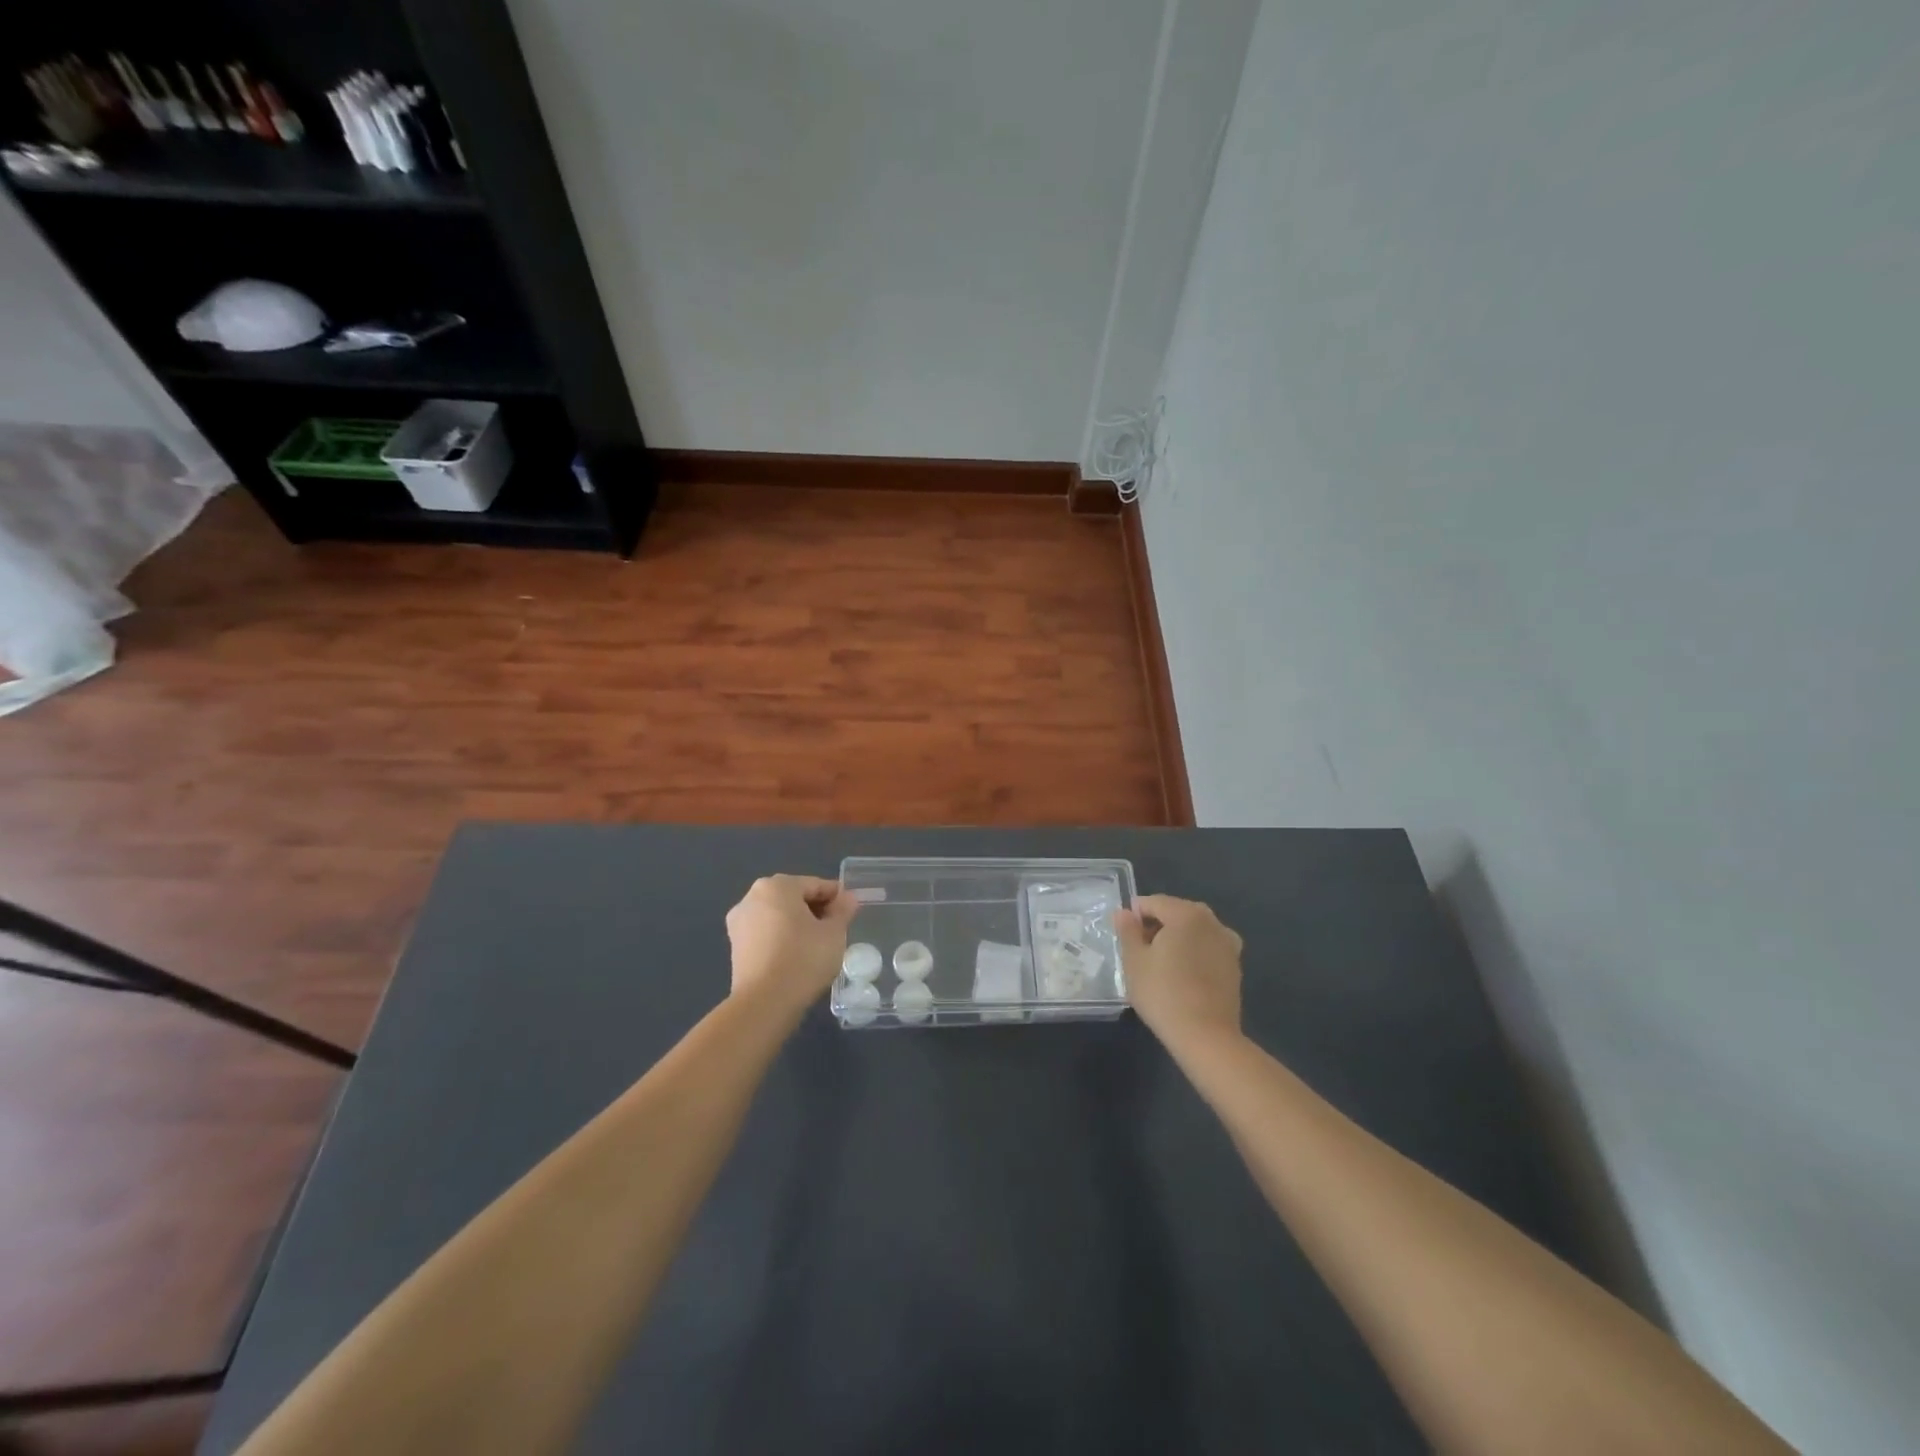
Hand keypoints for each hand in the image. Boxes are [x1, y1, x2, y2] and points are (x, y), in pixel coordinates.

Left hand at [725, 874, 859, 1014]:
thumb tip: (848, 898)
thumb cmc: (804, 959)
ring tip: (818, 944)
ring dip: (797, 923)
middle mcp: (752, 897)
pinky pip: (765, 933)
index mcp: (777, 886)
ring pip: (777, 915)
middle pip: (793, 897)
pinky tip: (797, 955)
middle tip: (836, 928)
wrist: (764, 1003)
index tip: (851, 911)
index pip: (814, 885)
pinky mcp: (735, 946)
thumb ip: (842, 911)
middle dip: (815, 909)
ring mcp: (739, 922)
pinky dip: (781, 938)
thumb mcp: (834, 933)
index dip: (836, 897)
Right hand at [1115, 894, 1244, 1050]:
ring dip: (1176, 939)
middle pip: (1177, 913)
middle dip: (1156, 925)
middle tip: (1139, 951)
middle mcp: (1212, 922)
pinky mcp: (1235, 966)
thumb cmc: (1163, 993)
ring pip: (1194, 931)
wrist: (1206, 1036)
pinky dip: (1193, 953)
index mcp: (1186, 914)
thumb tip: (1124, 912)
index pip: (1154, 902)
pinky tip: (1181, 975)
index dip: (1134, 915)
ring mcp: (1228, 944)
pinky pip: (1207, 948)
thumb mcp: (1134, 961)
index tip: (1123, 936)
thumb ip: (1127, 930)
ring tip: (1160, 964)